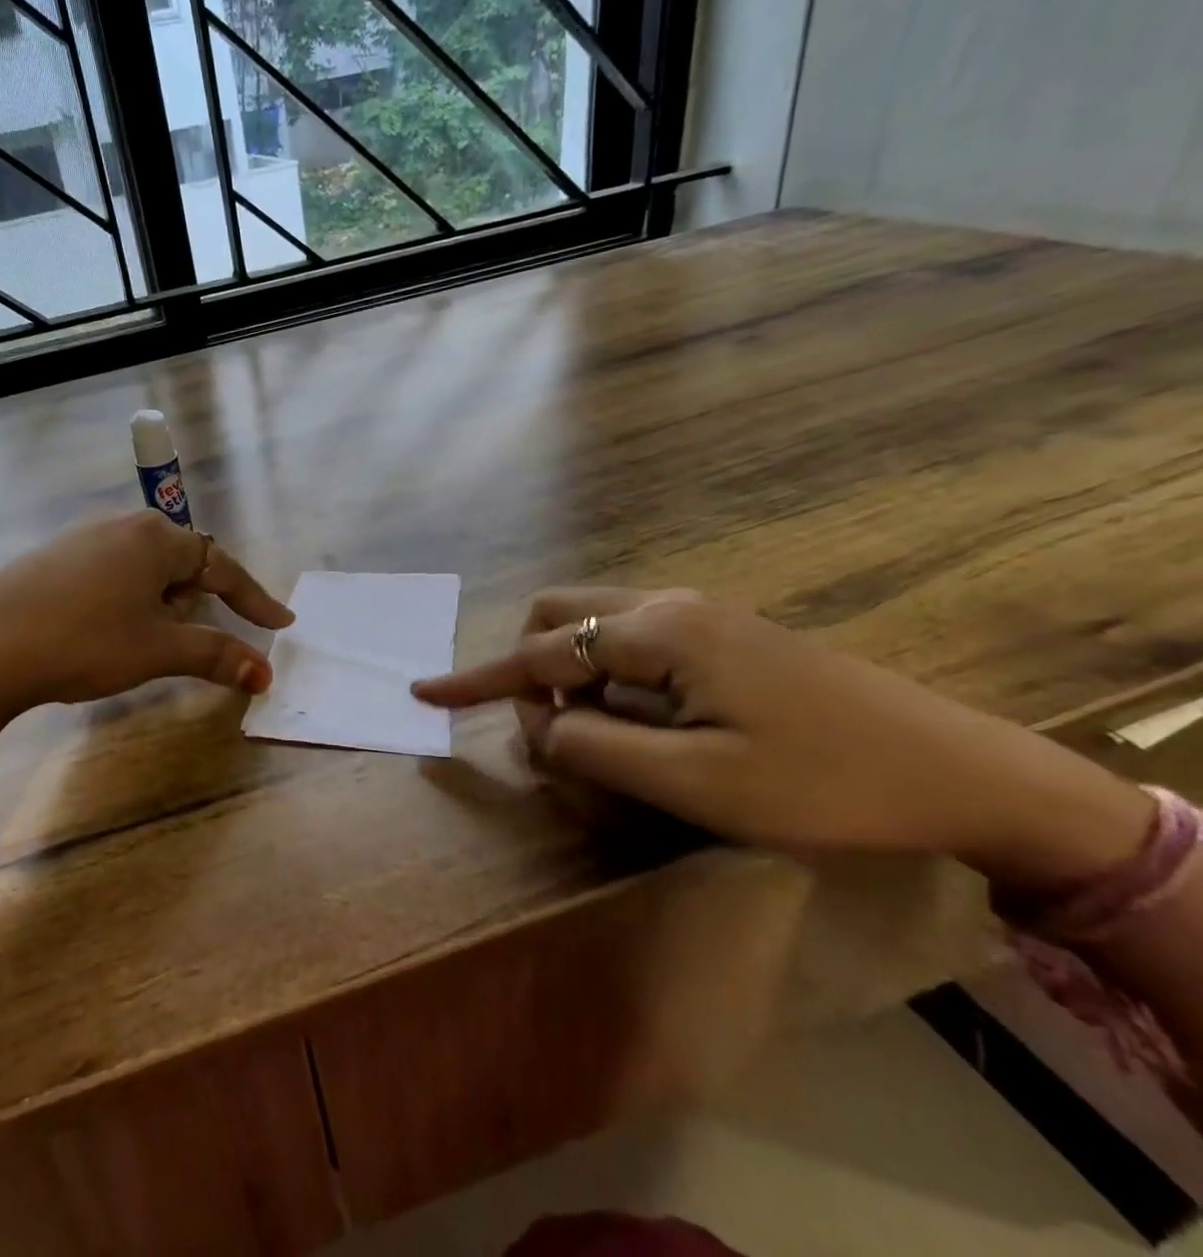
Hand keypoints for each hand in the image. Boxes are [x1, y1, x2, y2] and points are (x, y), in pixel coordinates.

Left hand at [0, 512, 292, 717]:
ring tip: (154, 639)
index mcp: (156, 538)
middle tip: (208, 634)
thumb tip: (265, 673)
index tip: (280, 621)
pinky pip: (112, 573)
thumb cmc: (84, 641)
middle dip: (201, 599)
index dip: (253, 598)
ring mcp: (84, 538)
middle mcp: (123, 526)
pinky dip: (129, 600)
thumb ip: (216, 655)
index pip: (221, 567)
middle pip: (182, 562)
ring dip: (163, 602)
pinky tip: (108, 629)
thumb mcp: (158, 650)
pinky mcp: (54, 558)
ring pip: (144, 568)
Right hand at [413, 588, 1152, 884]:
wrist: (961, 771)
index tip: (423, 692)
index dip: (478, 679)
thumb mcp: (695, 782)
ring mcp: (698, 613)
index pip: (540, 653)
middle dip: (533, 669)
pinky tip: (648, 721)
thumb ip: (596, 748)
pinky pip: (632, 639)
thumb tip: (536, 729)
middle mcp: (668, 604)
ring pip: (594, 625)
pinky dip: (610, 676)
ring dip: (573, 675)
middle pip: (558, 615)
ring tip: (605, 737)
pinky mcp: (721, 633)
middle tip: (558, 734)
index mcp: (657, 630)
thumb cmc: (823, 782)